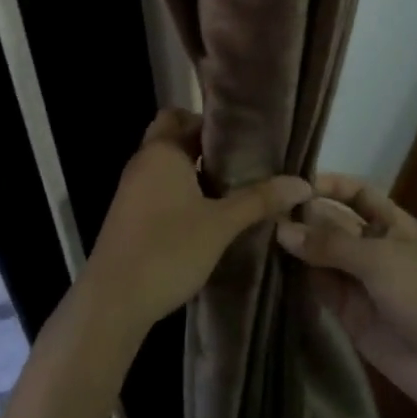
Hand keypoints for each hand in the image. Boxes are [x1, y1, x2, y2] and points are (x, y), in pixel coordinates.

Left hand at [83, 110, 311, 338]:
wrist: (113, 301)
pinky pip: (158, 189)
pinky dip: (180, 193)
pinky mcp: (128, 215)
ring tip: (232, 189)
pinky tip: (205, 216)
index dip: (213, 122)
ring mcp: (131, 190)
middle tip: (243, 163)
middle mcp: (142, 162)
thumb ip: (260, 200)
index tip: (245, 137)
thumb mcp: (221, 224)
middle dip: (205, 147)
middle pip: (174, 138)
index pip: (183, 115)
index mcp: (162, 151)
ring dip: (193, 172)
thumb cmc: (168, 250)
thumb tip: (303, 183)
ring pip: (166, 166)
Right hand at [276, 175, 416, 416]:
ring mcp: (359, 281)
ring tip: (255, 236)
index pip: (356, 193)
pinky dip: (297, 279)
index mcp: (392, 223)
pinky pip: (318, 288)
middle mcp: (372, 246)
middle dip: (304, 217)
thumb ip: (330, 244)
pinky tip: (268, 268)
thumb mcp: (379, 259)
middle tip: (260, 212)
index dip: (329, 185)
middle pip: (333, 223)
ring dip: (295, 248)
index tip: (293, 182)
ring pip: (321, 256)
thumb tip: (282, 229)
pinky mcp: (347, 313)